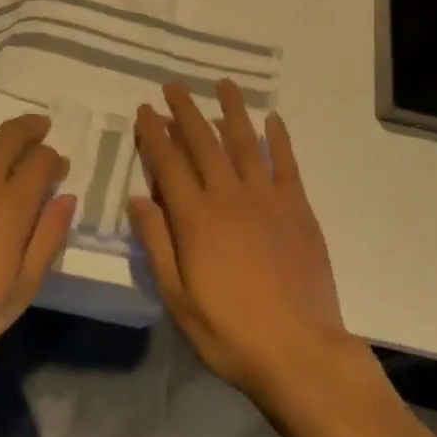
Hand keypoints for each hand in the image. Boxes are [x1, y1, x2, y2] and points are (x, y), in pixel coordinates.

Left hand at [0, 114, 75, 396]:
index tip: (59, 170)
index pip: (41, 161)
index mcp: (9, 206)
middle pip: (10, 135)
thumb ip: (48, 238)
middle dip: (32, 129)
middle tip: (41, 130)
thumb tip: (66, 197)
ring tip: (5, 155)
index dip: (55, 161)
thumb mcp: (21, 291)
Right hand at [129, 81, 353, 400]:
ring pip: (245, 142)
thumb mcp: (177, 297)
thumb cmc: (229, 331)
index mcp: (195, 218)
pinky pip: (286, 163)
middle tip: (173, 86)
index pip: (168, 163)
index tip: (145, 110)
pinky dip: (279, 137)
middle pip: (203, 142)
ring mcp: (267, 199)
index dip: (154, 134)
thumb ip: (157, 243)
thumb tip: (136, 198)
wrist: (299, 351)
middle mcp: (228, 197)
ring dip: (231, 110)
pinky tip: (273, 118)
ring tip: (223, 85)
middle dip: (185, 111)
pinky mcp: (297, 208)